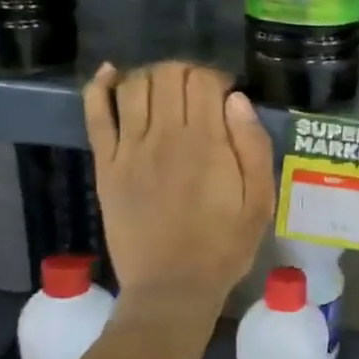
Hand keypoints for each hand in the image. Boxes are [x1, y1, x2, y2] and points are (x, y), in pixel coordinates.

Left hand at [82, 61, 274, 308]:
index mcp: (207, 143)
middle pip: (168, 75)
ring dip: (153, 76)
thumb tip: (237, 100)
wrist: (173, 286)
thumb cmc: (225, 245)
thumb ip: (254, 146)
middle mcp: (164, 136)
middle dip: (187, 72)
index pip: (203, 81)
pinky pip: (97, 115)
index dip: (217, 77)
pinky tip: (110, 75)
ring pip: (134, 86)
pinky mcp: (106, 165)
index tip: (228, 95)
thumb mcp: (261, 200)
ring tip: (168, 91)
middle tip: (200, 93)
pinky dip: (100, 87)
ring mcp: (129, 149)